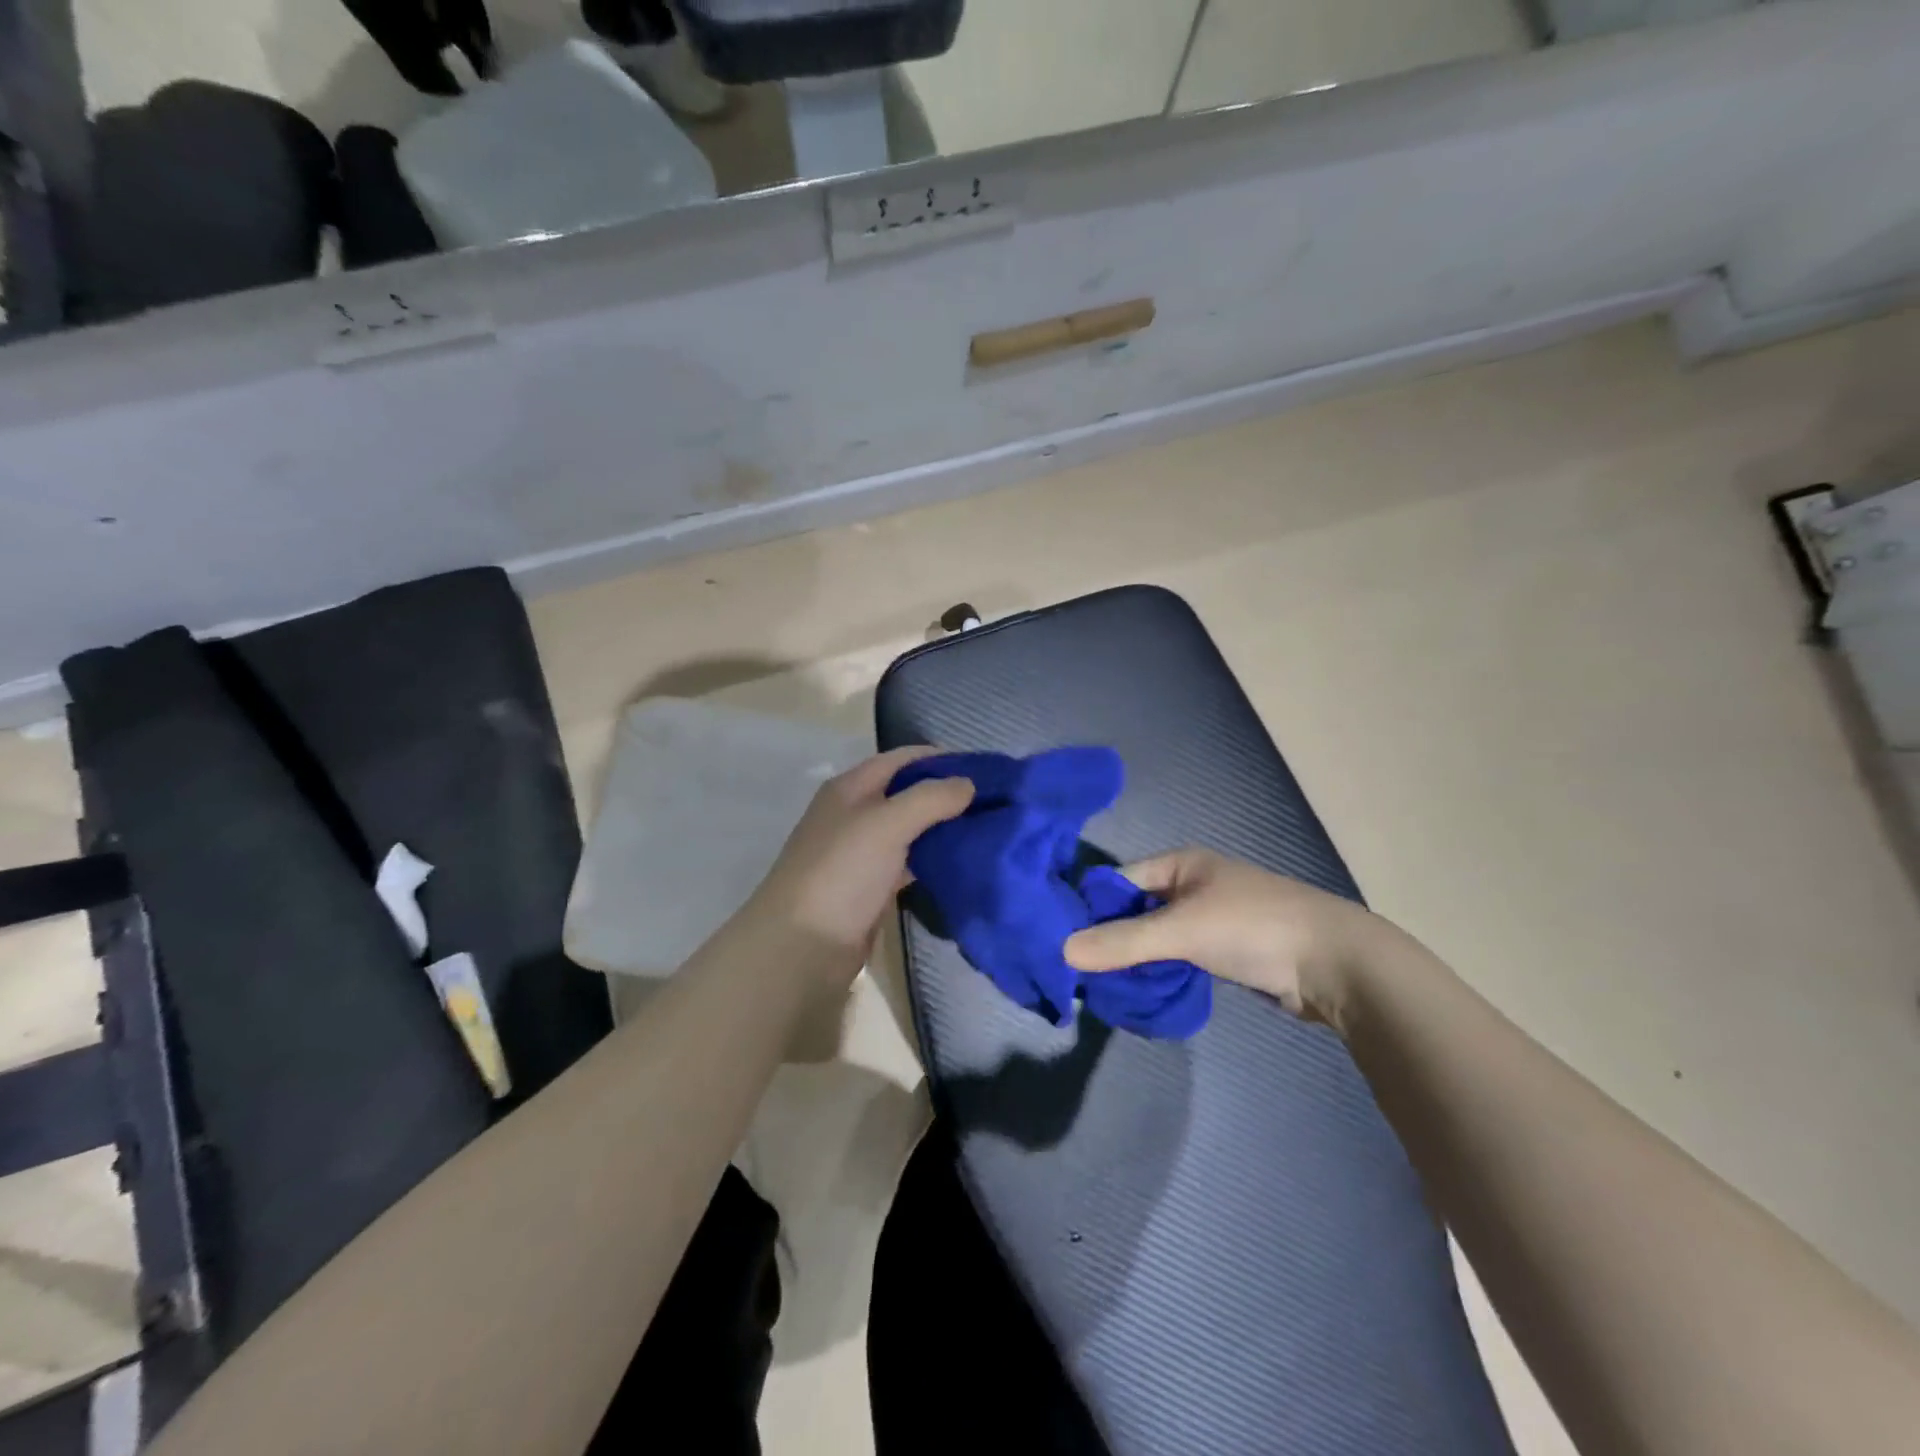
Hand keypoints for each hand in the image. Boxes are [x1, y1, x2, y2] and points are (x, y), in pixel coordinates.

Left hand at [737, 746, 974, 980]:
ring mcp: (861, 853)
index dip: (939, 758)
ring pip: (909, 829)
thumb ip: (930, 798)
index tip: (984, 769)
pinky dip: (932, 859)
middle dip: (945, 793)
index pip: (901, 759)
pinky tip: (960, 862)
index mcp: (850, 788)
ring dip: (941, 827)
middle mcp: (854, 814)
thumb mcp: (887, 824)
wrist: (802, 946)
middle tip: (991, 802)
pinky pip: (907, 862)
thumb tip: (969, 783)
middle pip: (906, 792)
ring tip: (985, 828)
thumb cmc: (842, 872)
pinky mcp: (870, 887)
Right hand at [1063, 847, 1379, 1026]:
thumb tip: (1062, 951)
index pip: (1119, 881)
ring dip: (1134, 959)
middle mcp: (1191, 884)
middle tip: (1077, 972)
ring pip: (1156, 937)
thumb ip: (1123, 942)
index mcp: (1180, 864)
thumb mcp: (1182, 930)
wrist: (1335, 963)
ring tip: (1101, 987)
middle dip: (1110, 938)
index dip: (1090, 908)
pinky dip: (1159, 972)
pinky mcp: (1224, 950)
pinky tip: (1139, 992)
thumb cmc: (1254, 927)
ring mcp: (1209, 918)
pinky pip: (1177, 957)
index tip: (1060, 940)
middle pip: (1135, 910)